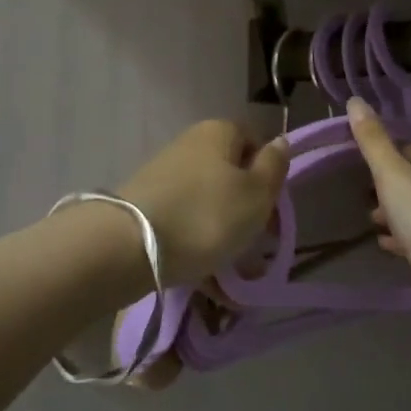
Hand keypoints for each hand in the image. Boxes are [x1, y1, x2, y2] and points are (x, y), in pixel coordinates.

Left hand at [118, 121, 289, 285]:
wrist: (129, 246)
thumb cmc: (207, 215)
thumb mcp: (256, 194)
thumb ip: (274, 166)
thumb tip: (281, 141)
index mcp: (219, 131)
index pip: (255, 143)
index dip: (268, 175)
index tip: (272, 210)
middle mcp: (191, 145)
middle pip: (231, 175)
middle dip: (246, 211)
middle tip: (255, 247)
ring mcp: (165, 175)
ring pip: (208, 204)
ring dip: (224, 235)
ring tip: (232, 274)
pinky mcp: (148, 205)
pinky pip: (185, 223)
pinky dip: (198, 246)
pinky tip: (205, 279)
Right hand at [348, 98, 410, 333]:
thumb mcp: (392, 173)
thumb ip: (372, 140)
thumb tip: (355, 101)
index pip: (410, 149)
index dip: (385, 150)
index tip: (359, 157)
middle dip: (386, 185)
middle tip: (361, 191)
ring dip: (391, 213)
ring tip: (369, 220)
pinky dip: (399, 239)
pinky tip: (384, 244)